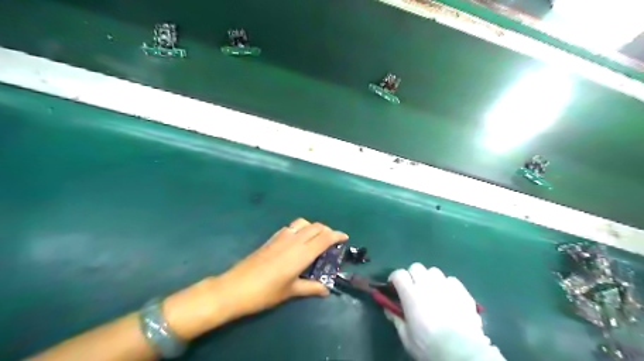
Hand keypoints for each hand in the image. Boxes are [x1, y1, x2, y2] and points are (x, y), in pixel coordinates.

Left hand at [213, 218, 350, 319]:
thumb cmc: (265, 292)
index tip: (344, 237)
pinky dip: (300, 229)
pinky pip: (291, 227)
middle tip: (332, 241)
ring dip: (313, 227)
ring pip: (303, 223)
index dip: (337, 235)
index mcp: (301, 253)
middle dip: (327, 230)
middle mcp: (293, 240)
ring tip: (315, 239)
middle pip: (315, 227)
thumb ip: (310, 287)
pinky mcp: (271, 238)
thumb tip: (325, 290)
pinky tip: (297, 241)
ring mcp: (281, 237)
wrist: (235, 288)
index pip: (324, 238)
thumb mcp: (290, 291)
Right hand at [384, 263, 504, 360]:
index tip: (394, 287)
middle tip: (413, 289)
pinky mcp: (462, 292)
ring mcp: (446, 287)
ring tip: (432, 292)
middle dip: (412, 276)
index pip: (399, 274)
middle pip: (416, 268)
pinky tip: (448, 297)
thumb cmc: (430, 347)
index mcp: (411, 295)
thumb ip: (396, 319)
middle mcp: (428, 285)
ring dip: (429, 279)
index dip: (394, 279)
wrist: (463, 355)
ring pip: (434, 271)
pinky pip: (451, 280)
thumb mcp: (406, 337)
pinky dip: (446, 285)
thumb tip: (388, 308)